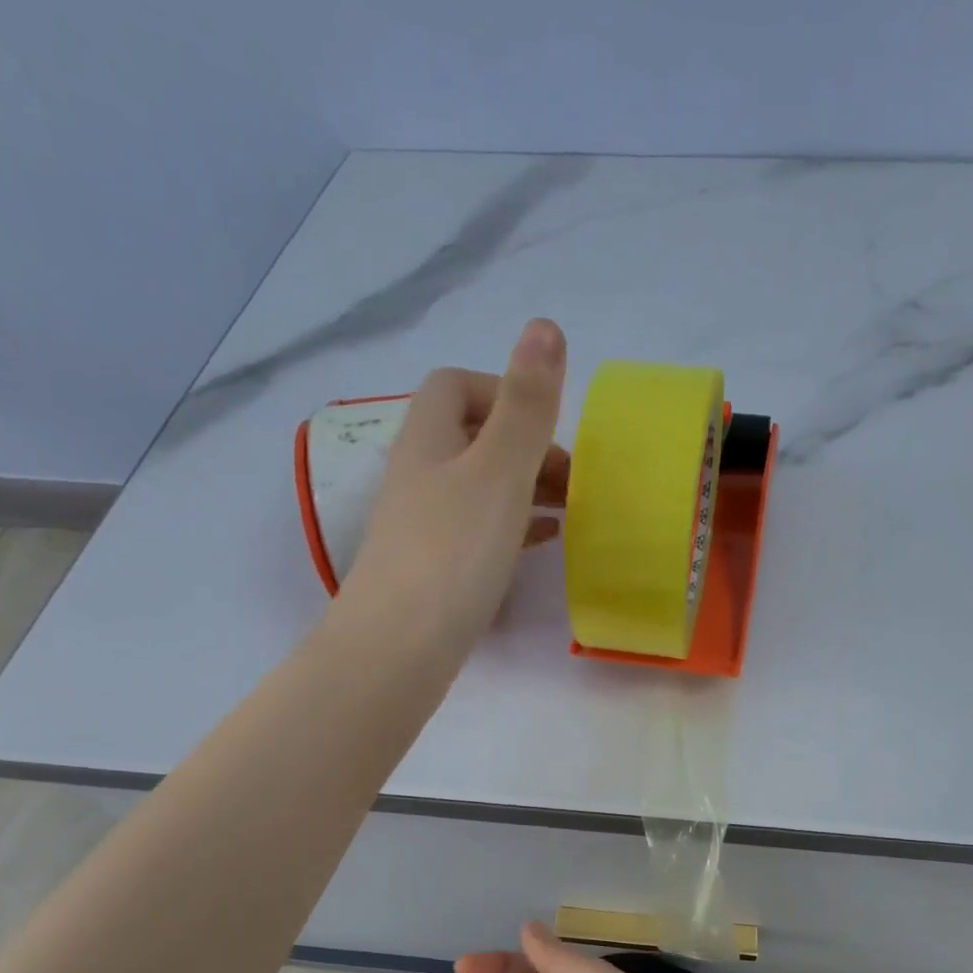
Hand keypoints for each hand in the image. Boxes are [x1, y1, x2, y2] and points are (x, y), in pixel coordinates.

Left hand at [338, 319, 569, 652]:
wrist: (400, 647)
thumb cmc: (453, 551)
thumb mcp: (498, 470)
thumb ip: (526, 405)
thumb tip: (545, 325)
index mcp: (428, 439)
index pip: (455, 386)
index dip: (502, 392)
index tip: (546, 428)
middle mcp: (419, 475)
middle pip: (471, 438)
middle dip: (525, 446)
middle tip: (572, 478)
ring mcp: (423, 526)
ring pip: (479, 487)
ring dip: (524, 487)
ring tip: (570, 508)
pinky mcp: (434, 570)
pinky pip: (479, 531)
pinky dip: (514, 526)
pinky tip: (544, 541)